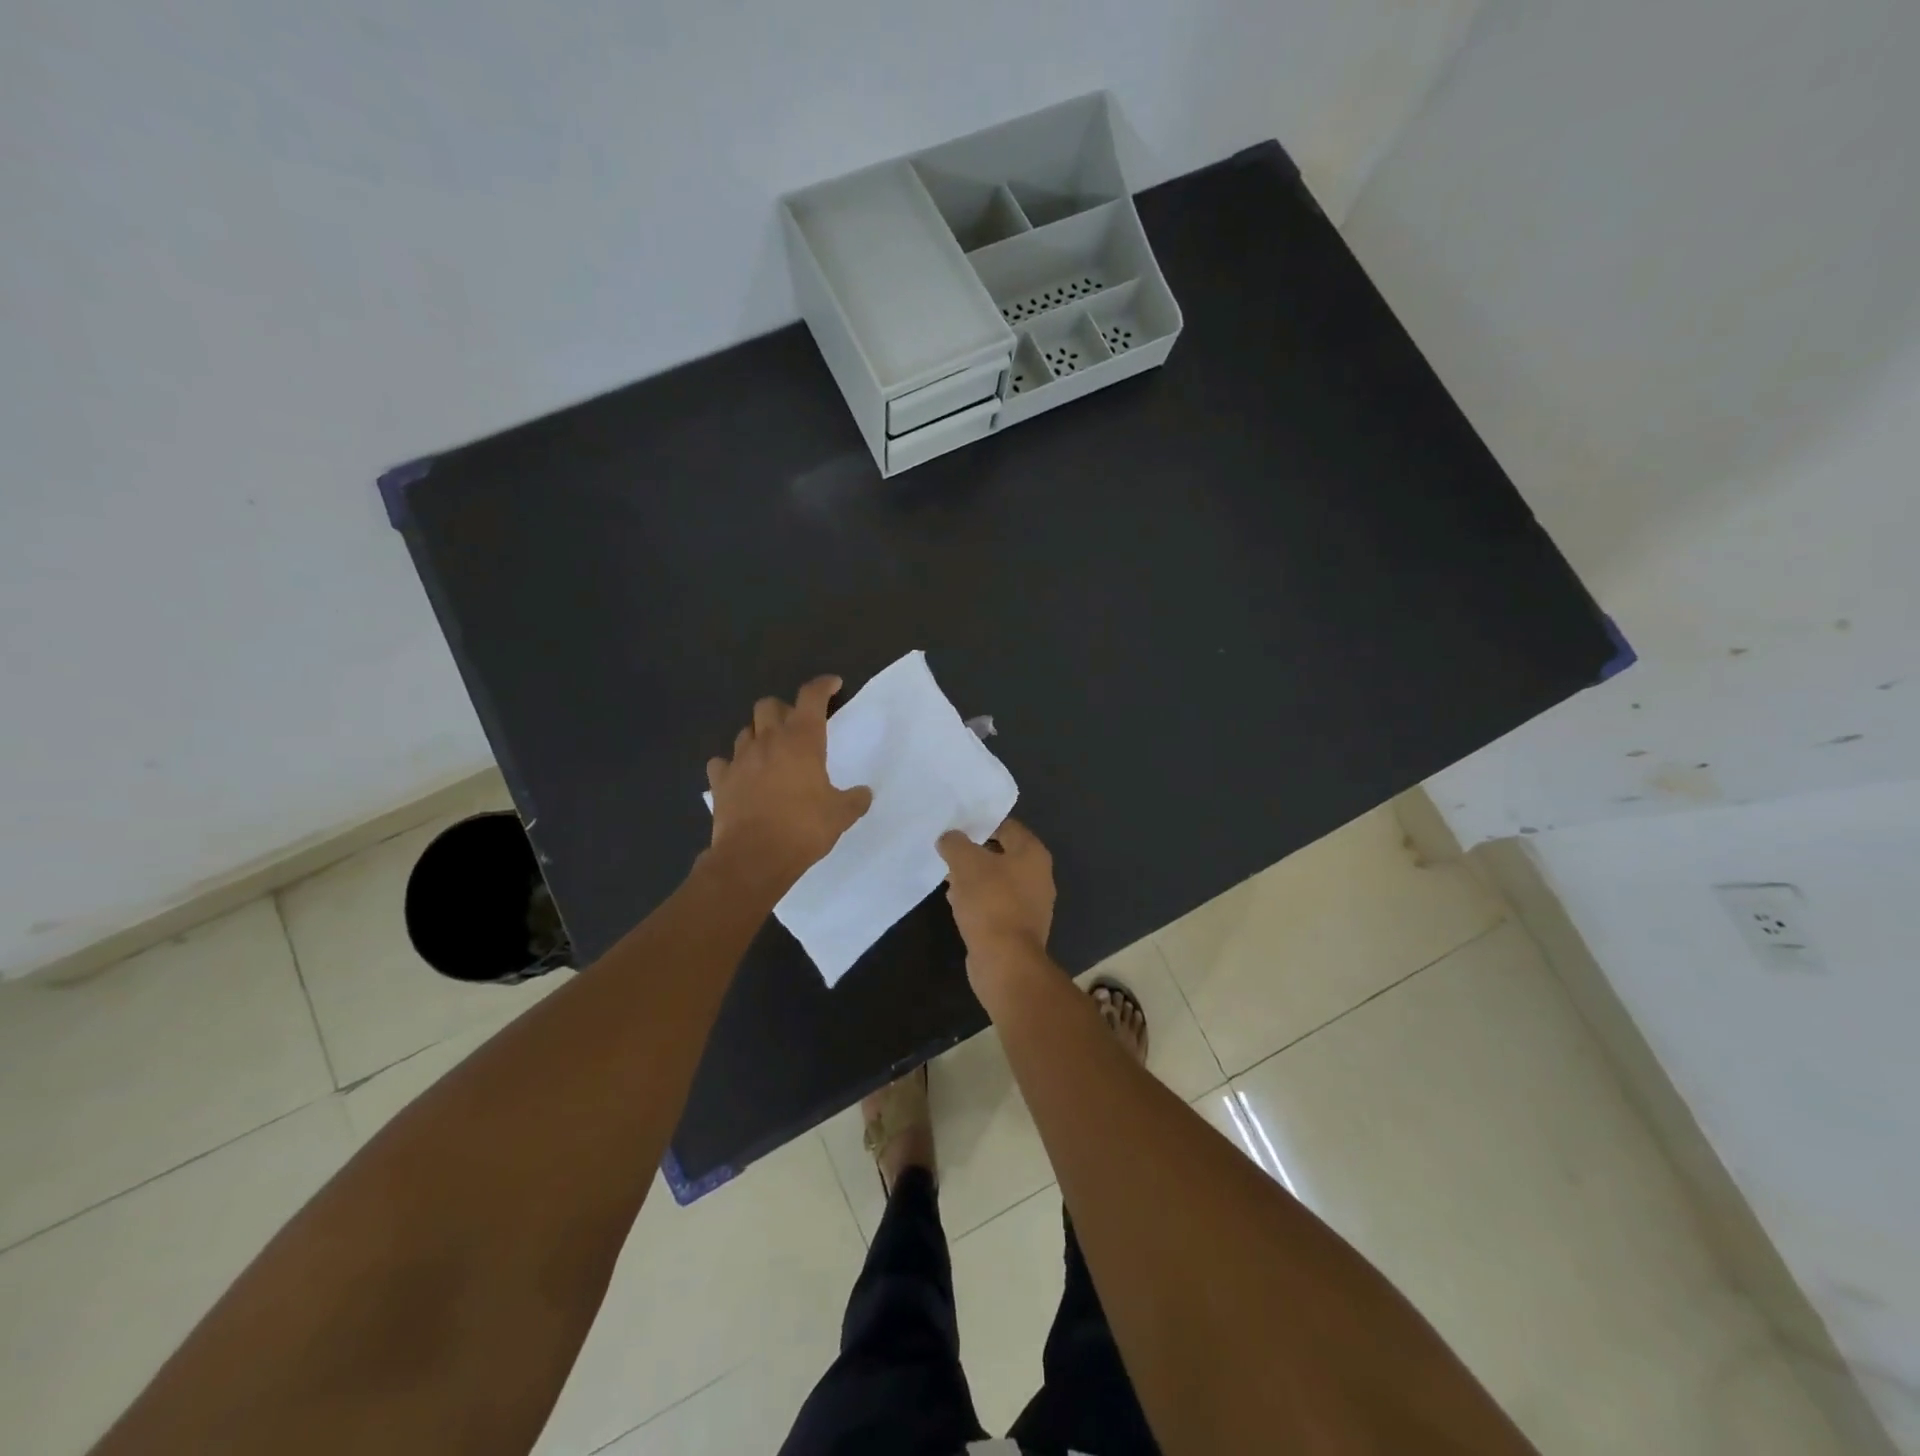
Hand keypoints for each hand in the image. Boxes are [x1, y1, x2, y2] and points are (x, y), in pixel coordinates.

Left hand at [706, 676, 872, 890]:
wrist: (753, 858)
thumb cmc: (803, 828)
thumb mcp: (841, 815)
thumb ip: (854, 799)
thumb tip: (864, 793)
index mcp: (802, 740)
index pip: (811, 696)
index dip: (823, 686)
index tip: (832, 685)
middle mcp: (768, 741)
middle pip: (769, 705)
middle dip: (783, 710)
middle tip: (796, 727)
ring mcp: (739, 759)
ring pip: (745, 730)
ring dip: (758, 734)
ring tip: (770, 752)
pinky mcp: (720, 781)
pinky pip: (722, 762)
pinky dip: (732, 764)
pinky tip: (741, 776)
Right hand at [937, 819, 1055, 978]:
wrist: (1005, 960)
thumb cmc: (990, 902)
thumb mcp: (966, 863)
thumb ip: (955, 843)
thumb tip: (949, 837)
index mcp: (1033, 853)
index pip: (1006, 826)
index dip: (980, 824)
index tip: (956, 828)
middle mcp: (1039, 875)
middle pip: (1002, 854)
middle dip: (974, 854)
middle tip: (948, 855)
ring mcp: (1032, 904)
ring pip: (998, 881)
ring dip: (974, 879)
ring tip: (948, 880)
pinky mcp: (1020, 927)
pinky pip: (997, 904)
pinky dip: (979, 901)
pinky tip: (957, 905)